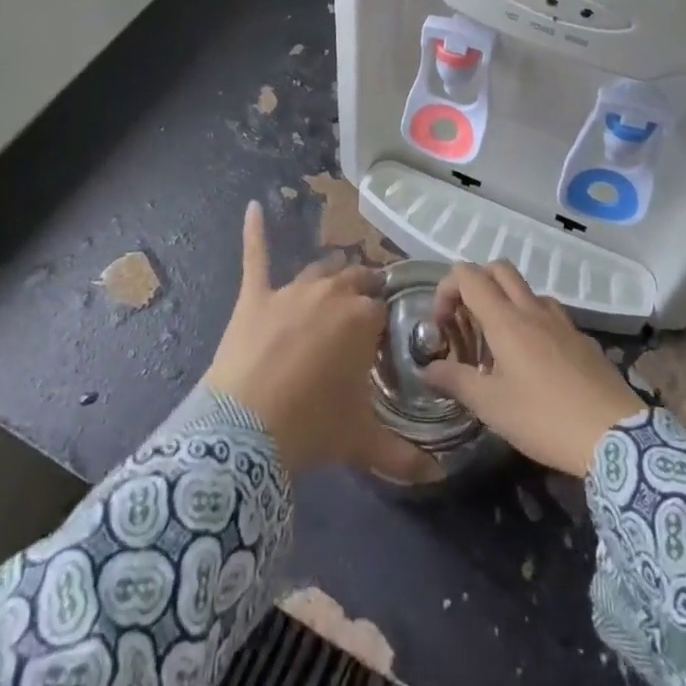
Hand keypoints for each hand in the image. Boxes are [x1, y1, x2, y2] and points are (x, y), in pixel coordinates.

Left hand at [204, 202, 440, 483]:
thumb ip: (405, 457)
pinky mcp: (255, 296)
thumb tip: (439, 477)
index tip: (380, 345)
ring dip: (329, 279)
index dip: (382, 328)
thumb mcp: (362, 443)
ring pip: (318, 272)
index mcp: (362, 318)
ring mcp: (291, 291)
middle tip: (361, 317)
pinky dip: (254, 231)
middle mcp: (332, 293)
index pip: (382, 310)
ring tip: (334, 288)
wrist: (246, 431)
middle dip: (361, 295)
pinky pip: (256, 256)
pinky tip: (253, 208)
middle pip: (354, 282)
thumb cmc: (312, 427)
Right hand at [418, 261, 644, 477]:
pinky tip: (535, 363)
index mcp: (505, 320)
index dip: (447, 288)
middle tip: (468, 320)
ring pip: (527, 290)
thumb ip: (455, 381)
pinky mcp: (582, 338)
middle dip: (476, 283)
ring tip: (500, 344)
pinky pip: (550, 314)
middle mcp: (532, 309)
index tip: (442, 322)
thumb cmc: (544, 418)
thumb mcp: (491, 406)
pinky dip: (533, 322)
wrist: (615, 436)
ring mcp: (562, 321)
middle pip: (499, 268)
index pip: (468, 275)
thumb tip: (426, 368)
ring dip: (507, 302)